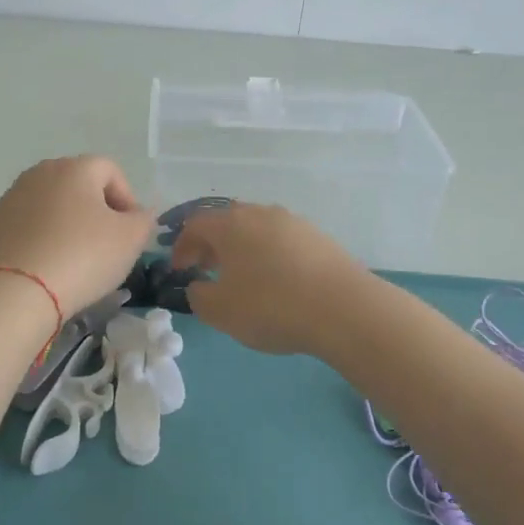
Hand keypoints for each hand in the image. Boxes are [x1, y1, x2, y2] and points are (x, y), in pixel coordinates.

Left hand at [0, 156, 155, 317]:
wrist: (14, 292)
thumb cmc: (82, 257)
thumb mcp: (130, 240)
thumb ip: (143, 220)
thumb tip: (138, 214)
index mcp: (74, 168)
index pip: (111, 171)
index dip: (127, 199)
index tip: (130, 232)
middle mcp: (38, 174)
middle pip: (77, 185)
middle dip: (95, 211)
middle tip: (105, 246)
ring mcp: (9, 199)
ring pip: (49, 207)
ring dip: (65, 226)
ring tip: (73, 261)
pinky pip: (25, 228)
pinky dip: (39, 241)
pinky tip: (45, 269)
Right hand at [170, 203, 366, 354]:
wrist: (344, 308)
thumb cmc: (271, 306)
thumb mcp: (220, 310)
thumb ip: (198, 295)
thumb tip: (199, 285)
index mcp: (231, 224)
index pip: (195, 224)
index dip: (181, 246)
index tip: (179, 270)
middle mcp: (261, 213)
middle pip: (227, 221)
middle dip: (212, 244)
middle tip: (207, 269)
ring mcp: (294, 222)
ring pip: (257, 229)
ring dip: (242, 248)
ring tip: (243, 277)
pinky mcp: (319, 237)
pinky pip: (282, 241)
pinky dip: (269, 255)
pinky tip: (277, 281)